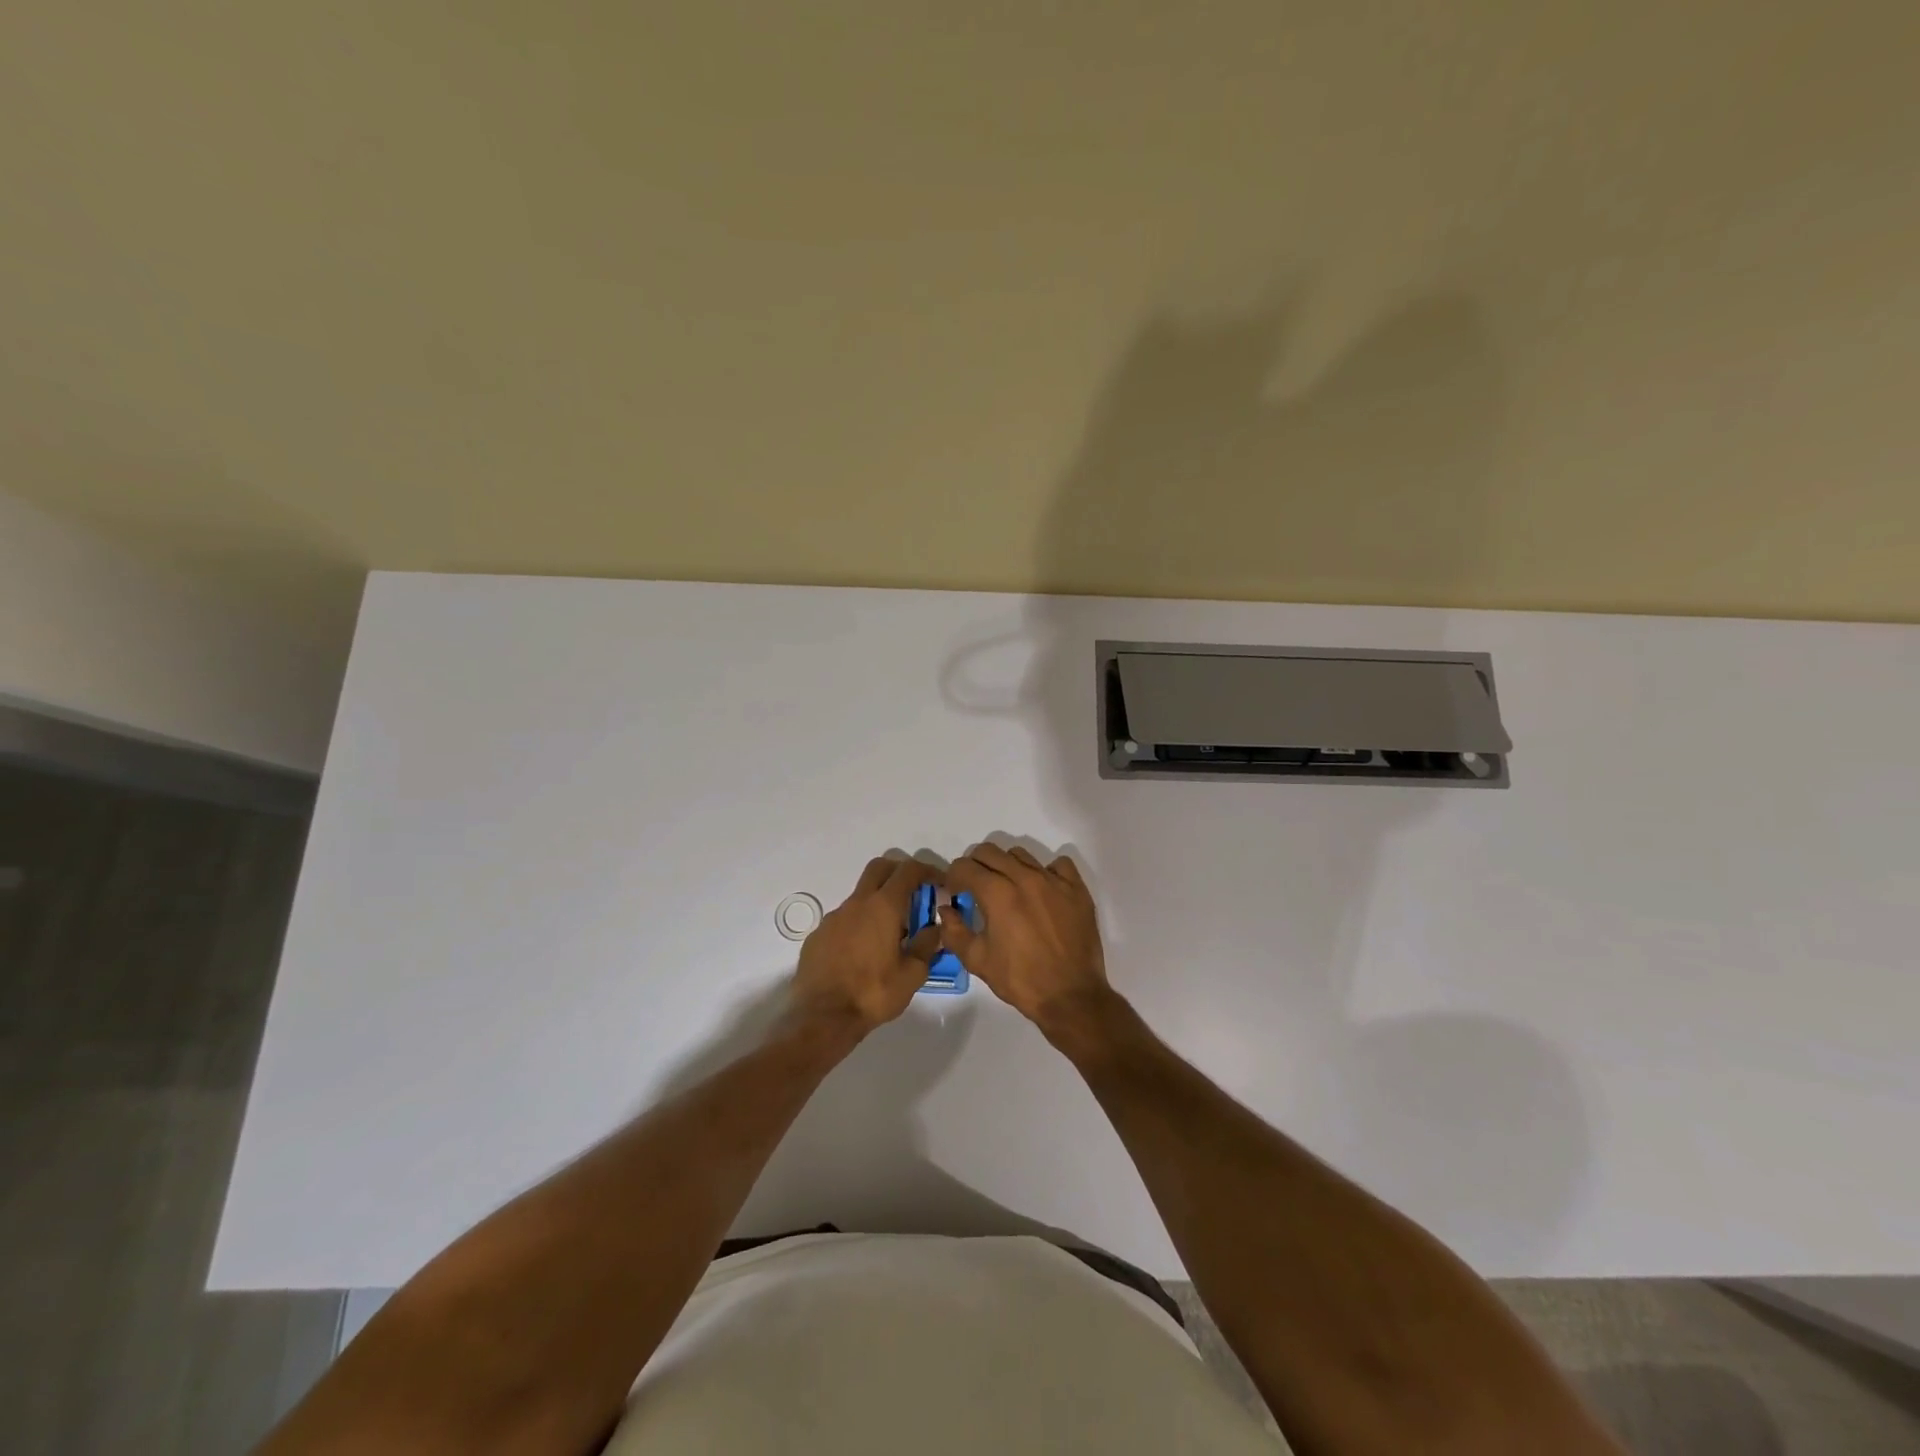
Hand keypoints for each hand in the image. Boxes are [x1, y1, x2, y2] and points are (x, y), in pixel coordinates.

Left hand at [791, 856, 942, 1030]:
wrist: (822, 1017)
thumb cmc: (873, 994)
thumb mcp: (912, 975)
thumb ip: (927, 945)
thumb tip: (934, 928)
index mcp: (883, 907)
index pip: (908, 870)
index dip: (927, 870)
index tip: (938, 882)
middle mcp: (857, 903)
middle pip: (879, 868)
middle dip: (899, 872)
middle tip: (914, 893)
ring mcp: (834, 917)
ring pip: (860, 896)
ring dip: (877, 903)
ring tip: (889, 934)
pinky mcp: (818, 935)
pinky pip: (843, 920)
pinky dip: (858, 925)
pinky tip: (862, 952)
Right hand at [940, 844, 1111, 1033]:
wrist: (1071, 996)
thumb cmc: (1021, 980)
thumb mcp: (978, 960)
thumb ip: (954, 931)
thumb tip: (946, 909)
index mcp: (998, 894)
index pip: (964, 866)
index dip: (953, 878)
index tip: (955, 893)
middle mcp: (1025, 878)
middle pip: (990, 852)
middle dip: (975, 866)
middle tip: (976, 888)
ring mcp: (1054, 881)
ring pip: (1021, 855)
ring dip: (1007, 866)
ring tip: (1008, 889)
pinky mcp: (1077, 889)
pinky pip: (1059, 865)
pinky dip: (1046, 872)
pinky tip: (1042, 891)